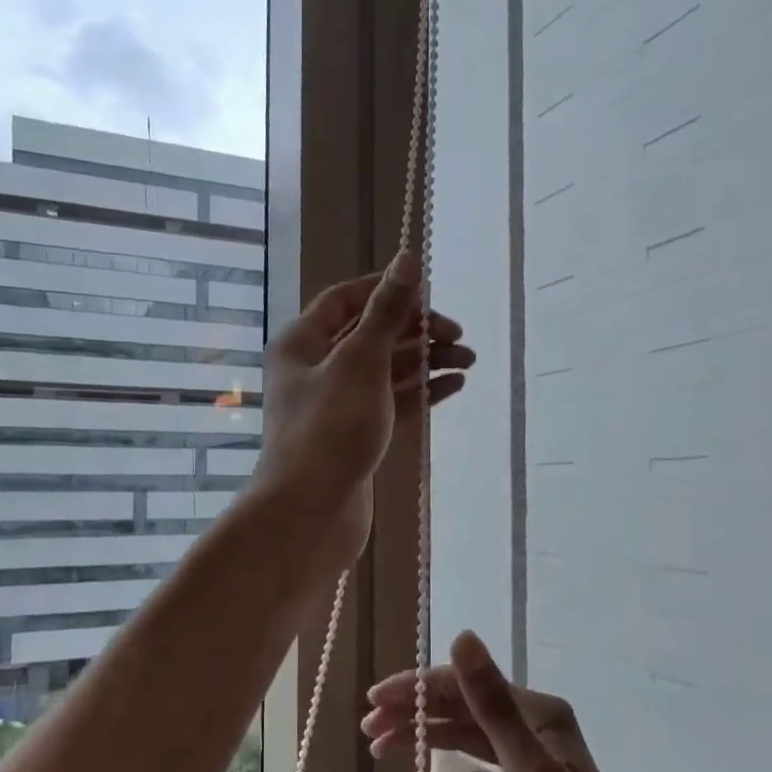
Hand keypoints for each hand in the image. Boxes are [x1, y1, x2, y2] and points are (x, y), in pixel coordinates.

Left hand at [255, 252, 471, 573]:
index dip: (387, 290)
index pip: (346, 300)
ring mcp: (336, 406)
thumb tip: (408, 259)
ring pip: (385, 372)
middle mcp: (315, 369)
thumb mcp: (361, 361)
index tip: (430, 294)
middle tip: (459, 337)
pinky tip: (454, 385)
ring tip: (469, 362)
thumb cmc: (330, 428)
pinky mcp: (355, 437)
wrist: (310, 513)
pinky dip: (420, 393)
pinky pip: (391, 404)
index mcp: (302, 342)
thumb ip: (387, 311)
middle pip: (370, 335)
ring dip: (425, 362)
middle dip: (415, 331)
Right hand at [363, 631, 660, 771]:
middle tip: (369, 729)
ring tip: (380, 750)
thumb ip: (492, 704)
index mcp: (538, 713)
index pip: (465, 685)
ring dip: (425, 743)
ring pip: (465, 739)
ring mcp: (527, 762)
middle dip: (415, 714)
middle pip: (462, 709)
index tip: (373, 702)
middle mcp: (532, 728)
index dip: (417, 689)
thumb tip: (462, 636)